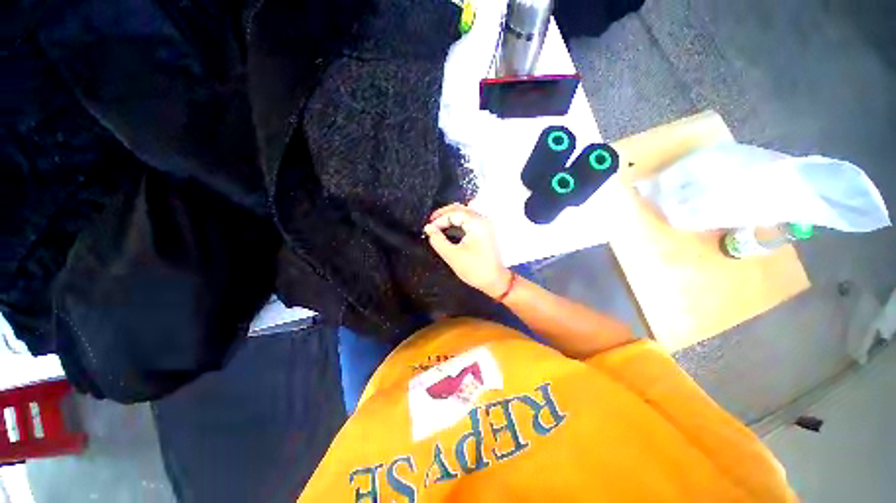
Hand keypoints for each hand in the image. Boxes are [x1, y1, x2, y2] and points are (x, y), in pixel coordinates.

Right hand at [423, 203, 511, 297]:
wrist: (496, 281)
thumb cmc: (475, 269)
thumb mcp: (452, 256)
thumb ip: (438, 240)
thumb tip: (428, 228)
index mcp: (477, 223)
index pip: (454, 213)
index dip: (439, 220)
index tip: (429, 229)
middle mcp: (483, 220)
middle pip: (461, 209)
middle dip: (444, 214)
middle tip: (431, 222)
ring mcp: (486, 225)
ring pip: (466, 213)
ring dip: (451, 217)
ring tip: (439, 224)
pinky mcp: (487, 231)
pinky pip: (470, 220)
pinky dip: (459, 221)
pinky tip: (451, 228)